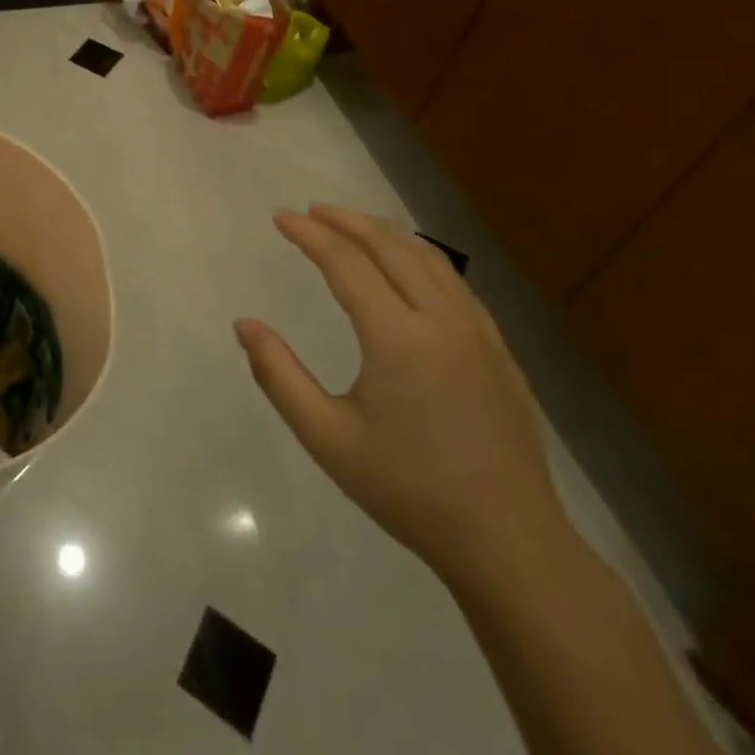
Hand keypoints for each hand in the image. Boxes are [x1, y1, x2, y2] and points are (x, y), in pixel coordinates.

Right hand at [236, 206, 571, 586]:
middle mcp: (441, 319)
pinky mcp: (499, 350)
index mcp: (398, 337)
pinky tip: (407, 268)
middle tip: (311, 211)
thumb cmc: (409, 490)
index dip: (310, 235)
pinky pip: (454, 282)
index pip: (346, 262)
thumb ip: (279, 376)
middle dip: (346, 221)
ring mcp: (478, 332)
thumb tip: (244, 325)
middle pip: (390, 246)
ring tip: (352, 227)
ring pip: (429, 258)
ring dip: (385, 233)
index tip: (280, 217)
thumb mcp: (328, 439)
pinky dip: (420, 257)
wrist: (510, 543)